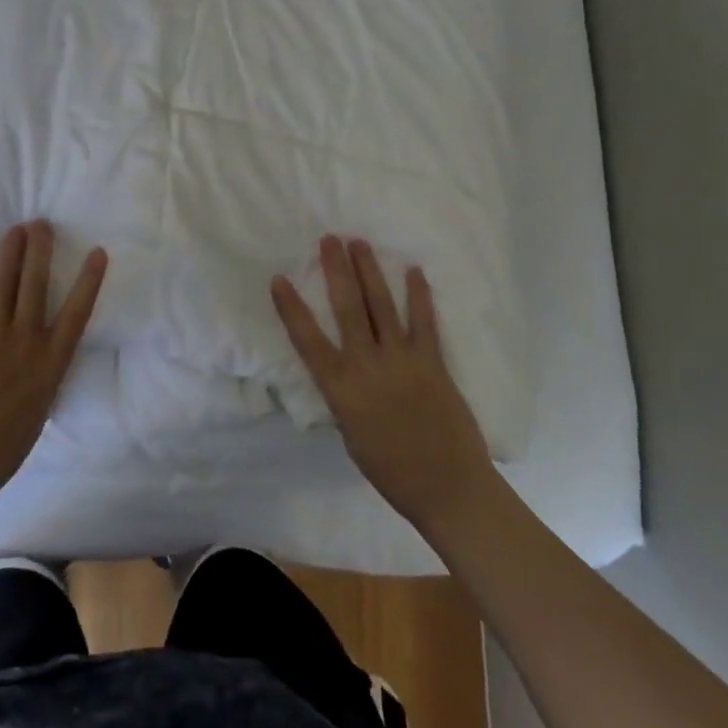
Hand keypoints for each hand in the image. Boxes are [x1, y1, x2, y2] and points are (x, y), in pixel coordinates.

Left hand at [0, 220, 106, 509]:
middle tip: (42, 223)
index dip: (89, 280)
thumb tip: (42, 361)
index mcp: (50, 364)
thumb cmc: (1, 451)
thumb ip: (43, 379)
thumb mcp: (38, 413)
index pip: (77, 313)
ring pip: (7, 284)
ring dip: (11, 253)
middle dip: (41, 250)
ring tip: (16, 229)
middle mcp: (26, 341)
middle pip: (37, 285)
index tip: (97, 251)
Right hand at [272, 236, 494, 537]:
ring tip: (359, 242)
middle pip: (348, 307)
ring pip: (381, 304)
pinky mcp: (432, 361)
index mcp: (341, 389)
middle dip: (336, 269)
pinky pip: (424, 321)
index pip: (307, 339)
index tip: (279, 278)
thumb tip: (341, 368)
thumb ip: (344, 395)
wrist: (448, 489)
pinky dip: (419, 294)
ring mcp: (402, 360)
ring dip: (369, 270)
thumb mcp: (350, 435)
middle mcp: (367, 365)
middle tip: (329, 238)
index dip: (291, 307)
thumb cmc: (391, 471)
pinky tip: (413, 270)